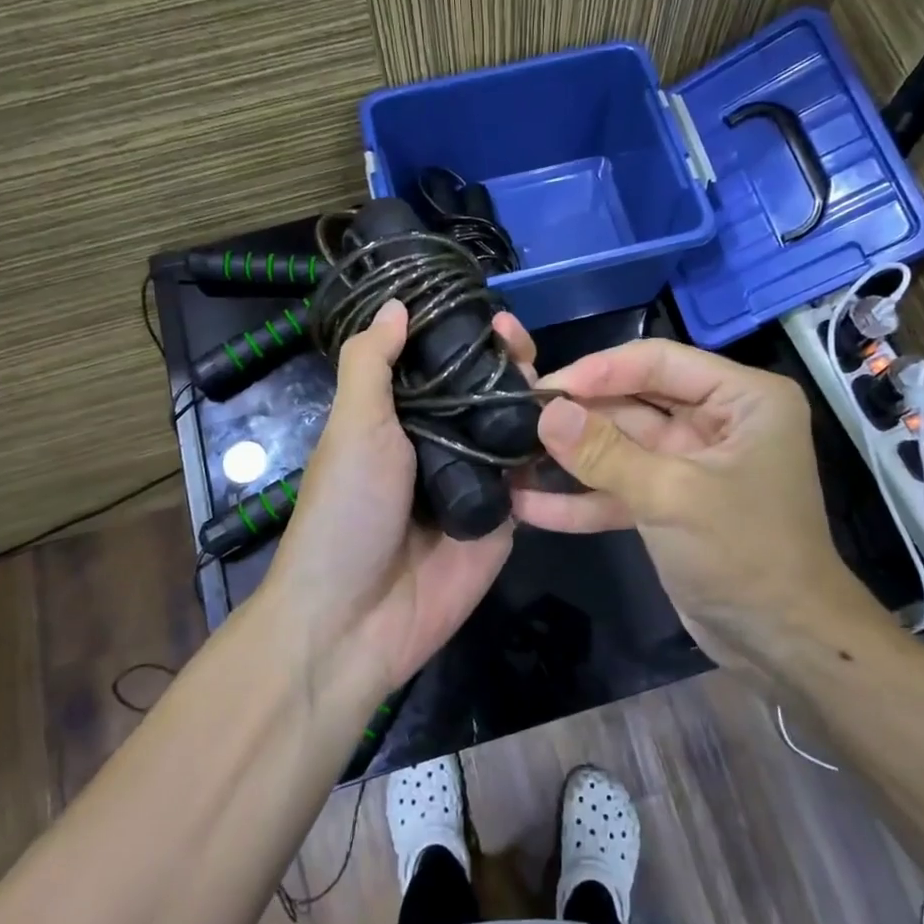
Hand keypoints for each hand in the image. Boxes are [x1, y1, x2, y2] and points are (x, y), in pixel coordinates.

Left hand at [258, 300, 535, 695]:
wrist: (355, 619)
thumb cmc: (346, 511)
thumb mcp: (353, 427)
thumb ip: (373, 365)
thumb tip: (396, 305)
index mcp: (398, 420)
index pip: (441, 366)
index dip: (467, 338)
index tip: (494, 314)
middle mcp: (439, 445)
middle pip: (483, 395)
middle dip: (507, 366)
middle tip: (525, 347)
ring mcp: (475, 484)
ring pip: (514, 432)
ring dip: (534, 403)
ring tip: (555, 379)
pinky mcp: (504, 521)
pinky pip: (533, 481)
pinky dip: (551, 454)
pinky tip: (577, 426)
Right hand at [511, 340, 876, 670]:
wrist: (783, 644)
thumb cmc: (744, 553)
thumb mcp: (672, 496)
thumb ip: (604, 452)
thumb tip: (546, 413)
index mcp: (742, 399)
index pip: (658, 362)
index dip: (598, 370)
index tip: (542, 388)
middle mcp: (718, 422)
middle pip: (634, 403)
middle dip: (578, 417)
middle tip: (514, 420)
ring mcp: (692, 465)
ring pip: (622, 448)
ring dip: (572, 459)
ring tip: (510, 459)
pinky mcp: (672, 505)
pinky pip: (622, 489)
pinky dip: (583, 499)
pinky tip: (529, 506)